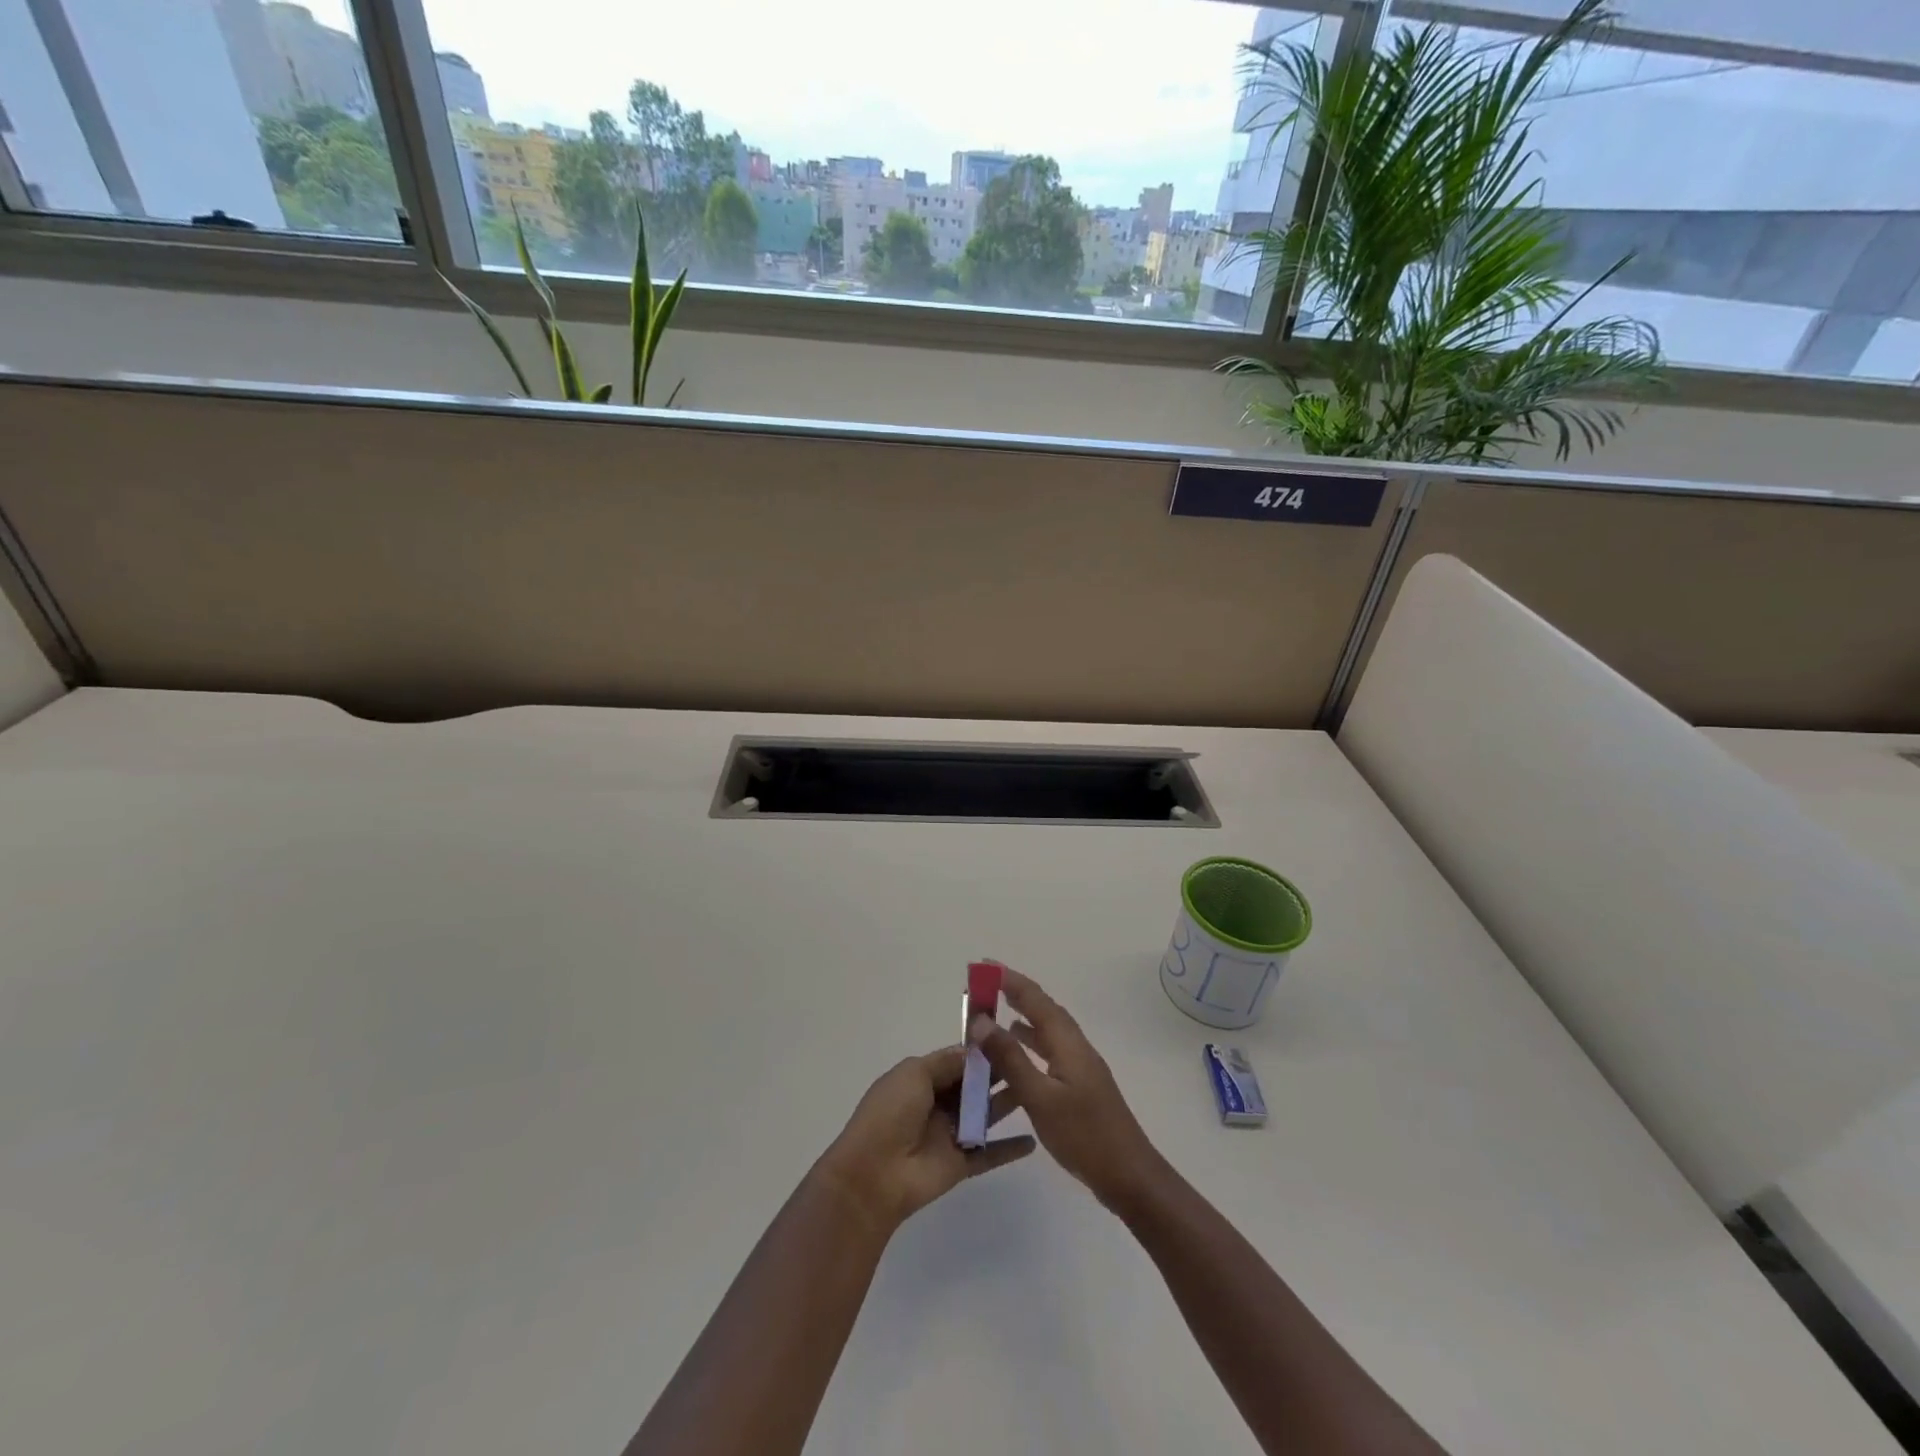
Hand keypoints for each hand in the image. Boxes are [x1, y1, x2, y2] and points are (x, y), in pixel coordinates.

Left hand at [814, 1046, 1034, 1236]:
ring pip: (985, 1115)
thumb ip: (945, 1062)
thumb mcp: (913, 1074)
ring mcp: (950, 1135)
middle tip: (1030, 1060)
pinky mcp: (961, 1164)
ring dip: (1007, 1103)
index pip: (956, 1061)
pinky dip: (1009, 1149)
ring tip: (1038, 1089)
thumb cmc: (890, 1114)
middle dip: (997, 1073)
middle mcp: (938, 1104)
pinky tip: (1034, 1140)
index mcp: (921, 1080)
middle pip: (973, 1086)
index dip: (979, 1051)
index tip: (1008, 1038)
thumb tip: (973, 1051)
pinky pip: (989, 1154)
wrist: (874, 1175)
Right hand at [968, 968, 1166, 1215]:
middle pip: (1042, 1010)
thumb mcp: (1040, 1098)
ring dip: (1021, 1019)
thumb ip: (1011, 1059)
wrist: (1130, 1177)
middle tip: (983, 986)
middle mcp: (1075, 1047)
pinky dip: (1029, 1046)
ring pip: (1046, 1031)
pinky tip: (1016, 1058)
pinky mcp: (1079, 1087)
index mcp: (1068, 1043)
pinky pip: (1049, 1052)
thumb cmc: (1085, 1136)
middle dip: (1013, 993)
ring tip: (993, 1017)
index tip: (982, 965)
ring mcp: (1080, 1067)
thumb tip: (982, 1021)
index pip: (1035, 999)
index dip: (1008, 980)